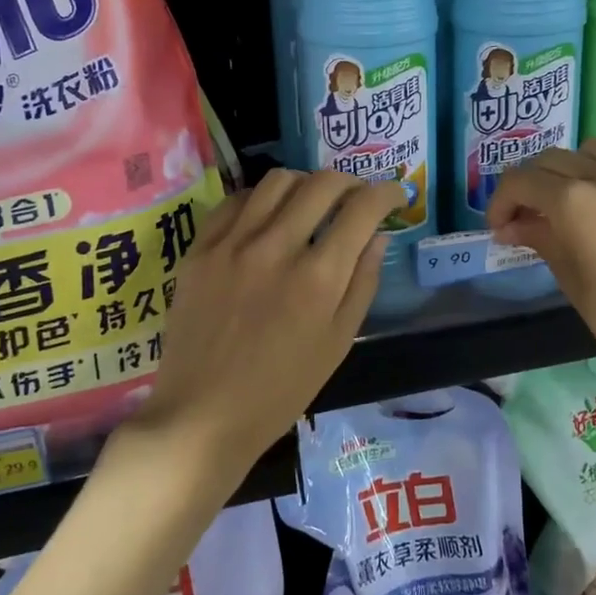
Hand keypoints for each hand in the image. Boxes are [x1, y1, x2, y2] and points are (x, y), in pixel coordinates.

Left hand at [124, 168, 405, 487]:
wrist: (203, 414)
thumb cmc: (281, 389)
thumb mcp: (338, 342)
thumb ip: (363, 282)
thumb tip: (378, 235)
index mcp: (318, 278)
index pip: (362, 209)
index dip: (387, 194)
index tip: (395, 196)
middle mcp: (276, 248)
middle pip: (322, 183)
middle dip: (351, 182)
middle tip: (356, 197)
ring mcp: (233, 244)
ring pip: (278, 180)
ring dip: (306, 184)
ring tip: (311, 202)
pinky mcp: (200, 249)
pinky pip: (236, 200)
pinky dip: (261, 199)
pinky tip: (267, 217)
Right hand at [486, 141, 595, 426]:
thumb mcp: (572, 281)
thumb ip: (540, 239)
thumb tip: (512, 225)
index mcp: (577, 201)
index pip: (522, 180)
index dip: (501, 201)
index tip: (500, 227)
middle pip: (555, 159)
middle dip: (534, 184)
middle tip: (531, 217)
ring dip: (576, 172)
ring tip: (578, 206)